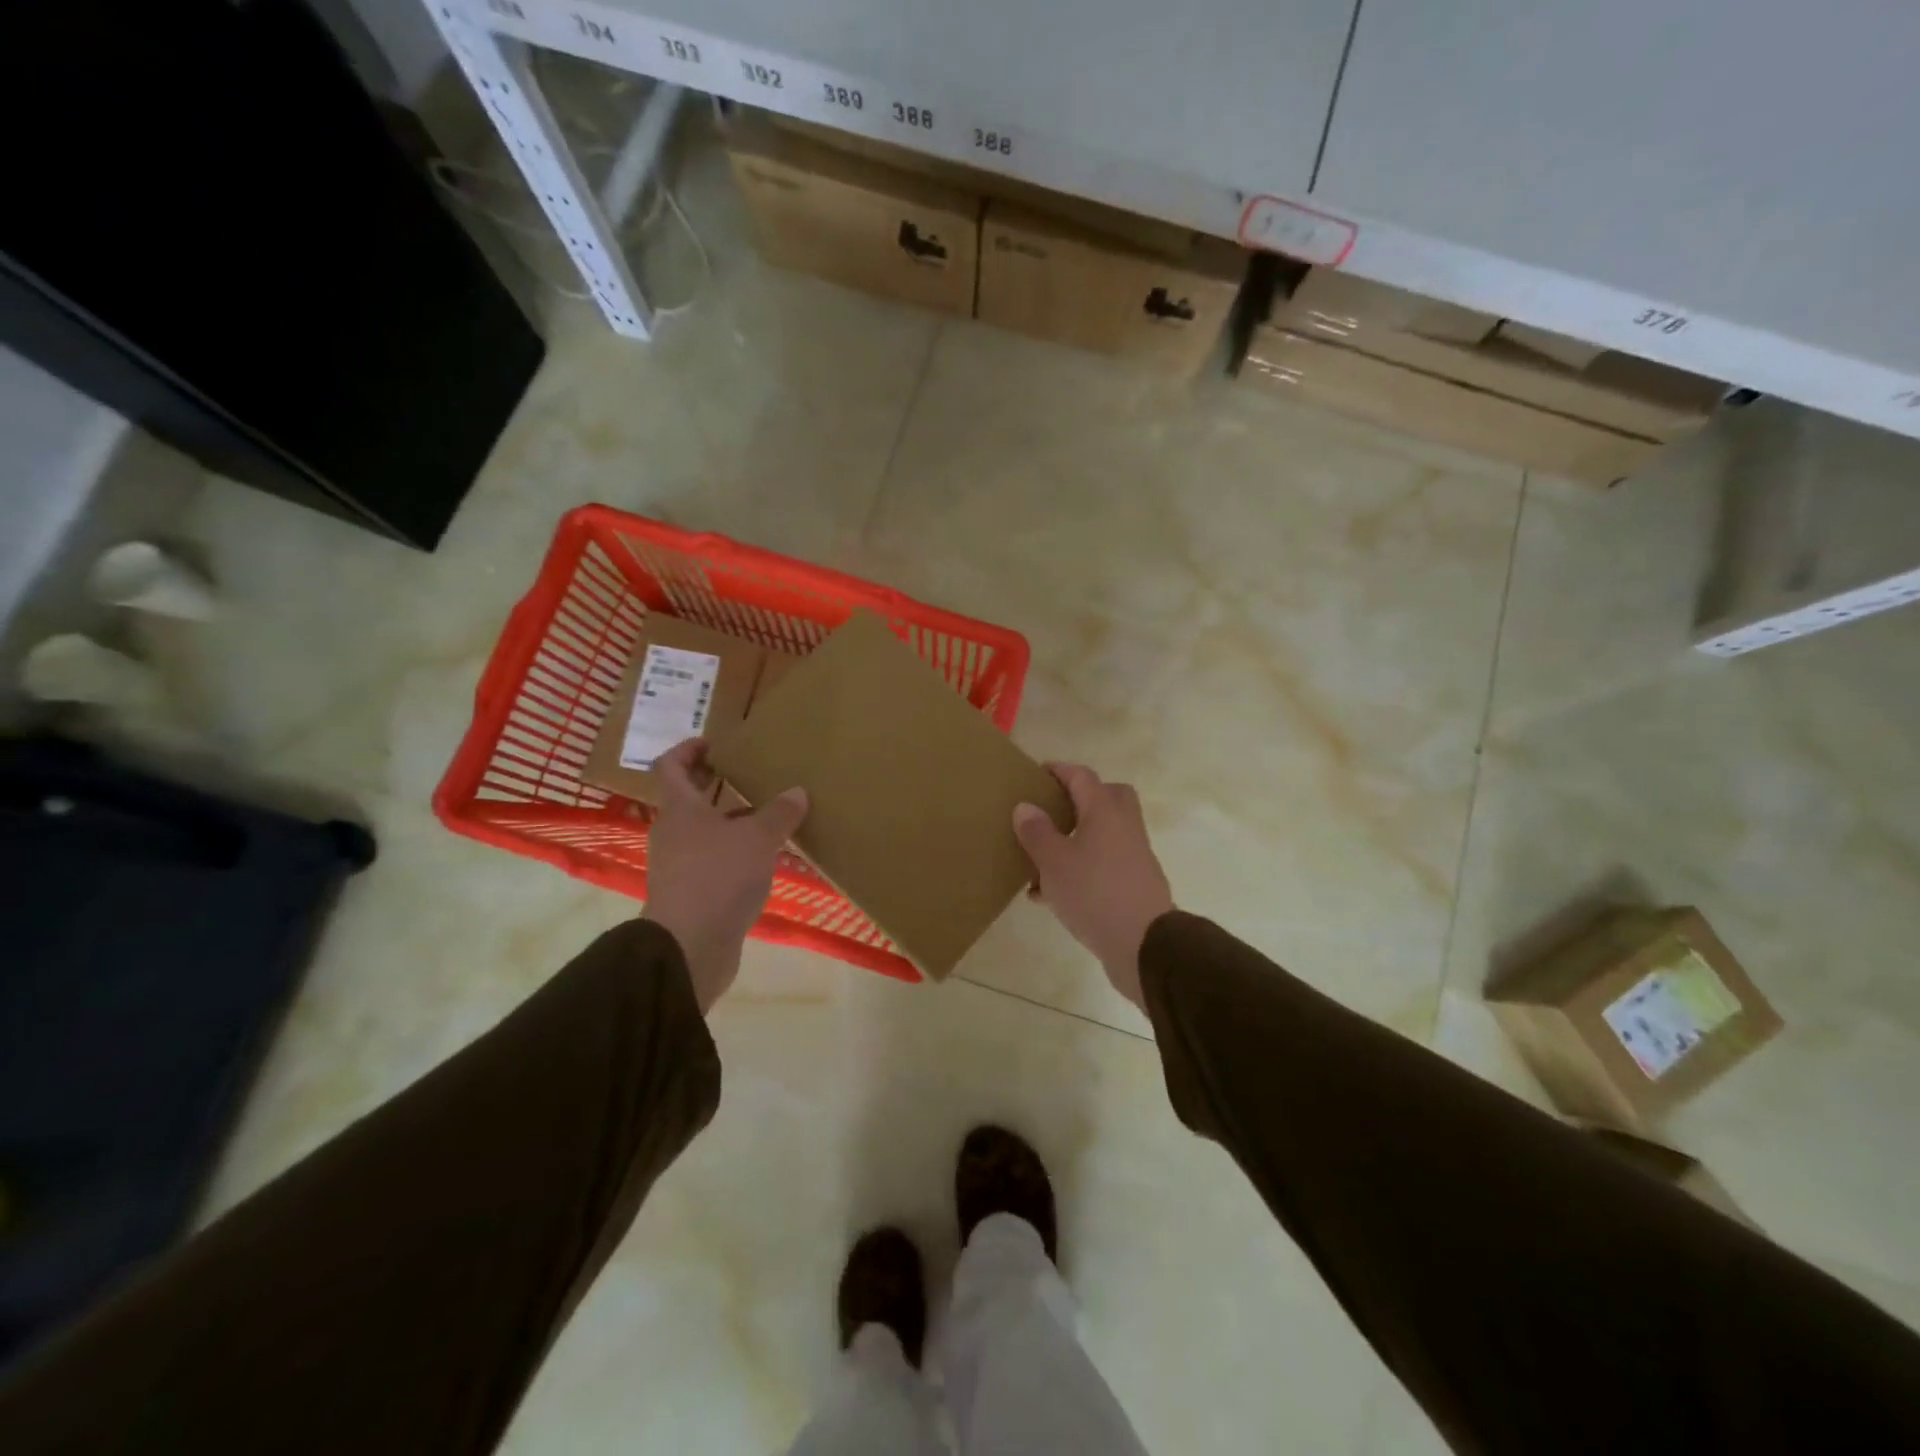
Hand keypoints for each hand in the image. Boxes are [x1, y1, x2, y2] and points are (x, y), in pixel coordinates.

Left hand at [642, 738, 807, 1012]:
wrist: (689, 947)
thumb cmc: (718, 878)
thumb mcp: (758, 839)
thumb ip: (779, 814)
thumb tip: (797, 792)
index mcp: (680, 810)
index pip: (671, 767)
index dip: (688, 750)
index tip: (714, 742)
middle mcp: (673, 833)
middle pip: (687, 799)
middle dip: (714, 784)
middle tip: (745, 772)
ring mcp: (679, 866)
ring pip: (703, 831)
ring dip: (729, 820)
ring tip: (766, 815)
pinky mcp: (691, 894)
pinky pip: (713, 861)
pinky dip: (734, 852)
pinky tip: (764, 858)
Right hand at [1012, 764, 1173, 1009]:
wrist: (1144, 945)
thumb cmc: (1094, 892)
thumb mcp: (1054, 861)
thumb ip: (1037, 832)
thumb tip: (1026, 806)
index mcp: (1105, 811)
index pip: (1082, 776)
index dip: (1059, 770)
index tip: (1036, 773)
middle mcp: (1124, 827)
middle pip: (1107, 797)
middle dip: (1080, 799)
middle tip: (1053, 810)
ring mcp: (1133, 856)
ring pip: (1102, 835)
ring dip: (1074, 840)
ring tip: (1039, 860)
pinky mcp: (1133, 885)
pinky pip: (1102, 865)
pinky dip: (1079, 869)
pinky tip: (1050, 895)